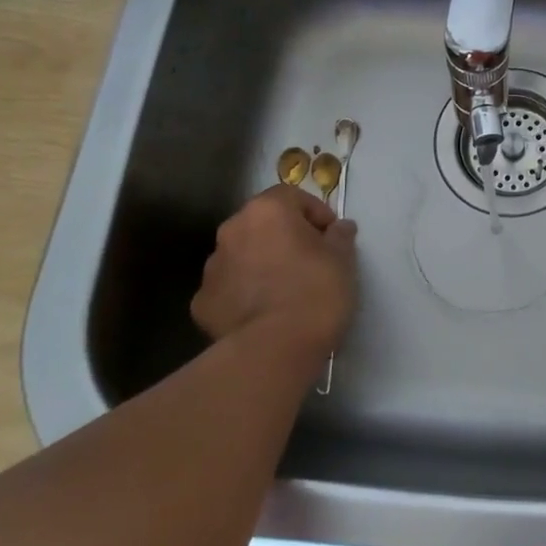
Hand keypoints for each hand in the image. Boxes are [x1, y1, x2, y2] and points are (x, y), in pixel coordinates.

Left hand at [191, 184, 357, 353]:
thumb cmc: (315, 292)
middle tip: (309, 261)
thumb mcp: (343, 259)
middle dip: (284, 236)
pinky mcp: (201, 303)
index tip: (330, 236)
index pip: (291, 196)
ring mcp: (212, 268)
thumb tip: (339, 228)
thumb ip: (340, 236)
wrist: (274, 349)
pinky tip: (263, 314)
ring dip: (261, 263)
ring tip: (286, 291)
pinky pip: (229, 288)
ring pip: (242, 255)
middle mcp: (232, 231)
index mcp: (267, 211)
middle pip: (262, 224)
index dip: (314, 212)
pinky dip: (244, 294)